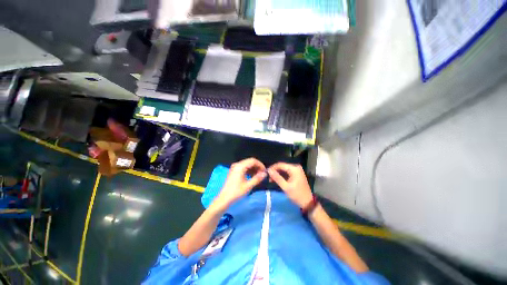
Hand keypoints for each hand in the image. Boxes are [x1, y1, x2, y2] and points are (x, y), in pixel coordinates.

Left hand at [215, 158, 266, 207]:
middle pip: (250, 161)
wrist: (224, 199)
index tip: (265, 171)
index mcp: (240, 166)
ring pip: (247, 164)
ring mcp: (235, 167)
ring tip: (258, 176)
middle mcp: (237, 164)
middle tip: (262, 173)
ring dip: (253, 168)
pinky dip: (249, 170)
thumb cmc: (236, 192)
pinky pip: (244, 167)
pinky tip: (252, 176)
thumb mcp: (248, 186)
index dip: (260, 165)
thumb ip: (257, 178)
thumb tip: (265, 174)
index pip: (253, 161)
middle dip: (257, 166)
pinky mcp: (234, 171)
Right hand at [268, 162, 312, 207]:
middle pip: (282, 166)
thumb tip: (268, 170)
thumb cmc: (297, 195)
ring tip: (271, 180)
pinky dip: (281, 176)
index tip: (266, 173)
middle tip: (268, 178)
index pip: (280, 164)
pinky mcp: (296, 174)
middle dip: (275, 171)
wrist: (308, 203)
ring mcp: (297, 170)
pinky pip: (287, 172)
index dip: (272, 168)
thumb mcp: (286, 187)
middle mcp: (296, 167)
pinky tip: (277, 180)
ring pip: (284, 170)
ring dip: (277, 174)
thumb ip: (277, 178)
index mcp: (294, 168)